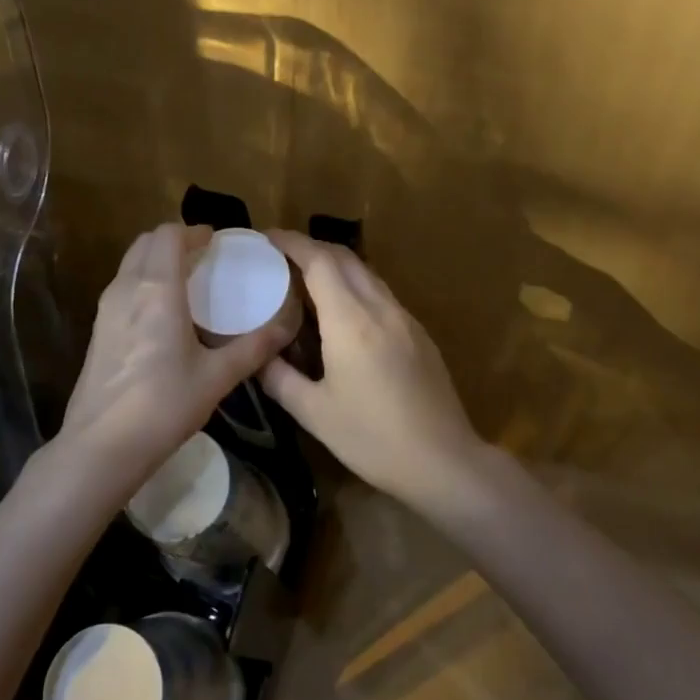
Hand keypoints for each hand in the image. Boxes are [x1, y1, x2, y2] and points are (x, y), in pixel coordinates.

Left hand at [56, 223, 292, 494]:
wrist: (102, 445)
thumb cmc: (164, 405)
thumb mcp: (217, 377)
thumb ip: (253, 348)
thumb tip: (287, 326)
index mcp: (157, 288)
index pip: (169, 235)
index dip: (194, 232)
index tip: (216, 243)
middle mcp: (127, 288)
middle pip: (146, 242)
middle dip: (174, 241)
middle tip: (203, 259)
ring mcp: (106, 308)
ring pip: (130, 264)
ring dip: (156, 260)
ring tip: (186, 283)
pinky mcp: (97, 330)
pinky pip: (122, 287)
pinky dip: (142, 282)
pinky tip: (162, 314)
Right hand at [260, 231, 490, 507]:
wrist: (444, 461)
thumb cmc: (373, 438)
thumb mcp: (314, 413)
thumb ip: (279, 377)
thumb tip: (255, 356)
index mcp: (351, 321)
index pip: (319, 261)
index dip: (291, 242)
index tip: (266, 237)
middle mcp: (380, 308)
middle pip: (344, 257)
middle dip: (311, 247)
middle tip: (279, 257)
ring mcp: (405, 318)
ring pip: (366, 273)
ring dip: (335, 265)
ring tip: (306, 279)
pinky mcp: (419, 333)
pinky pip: (381, 293)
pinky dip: (354, 286)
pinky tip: (342, 312)